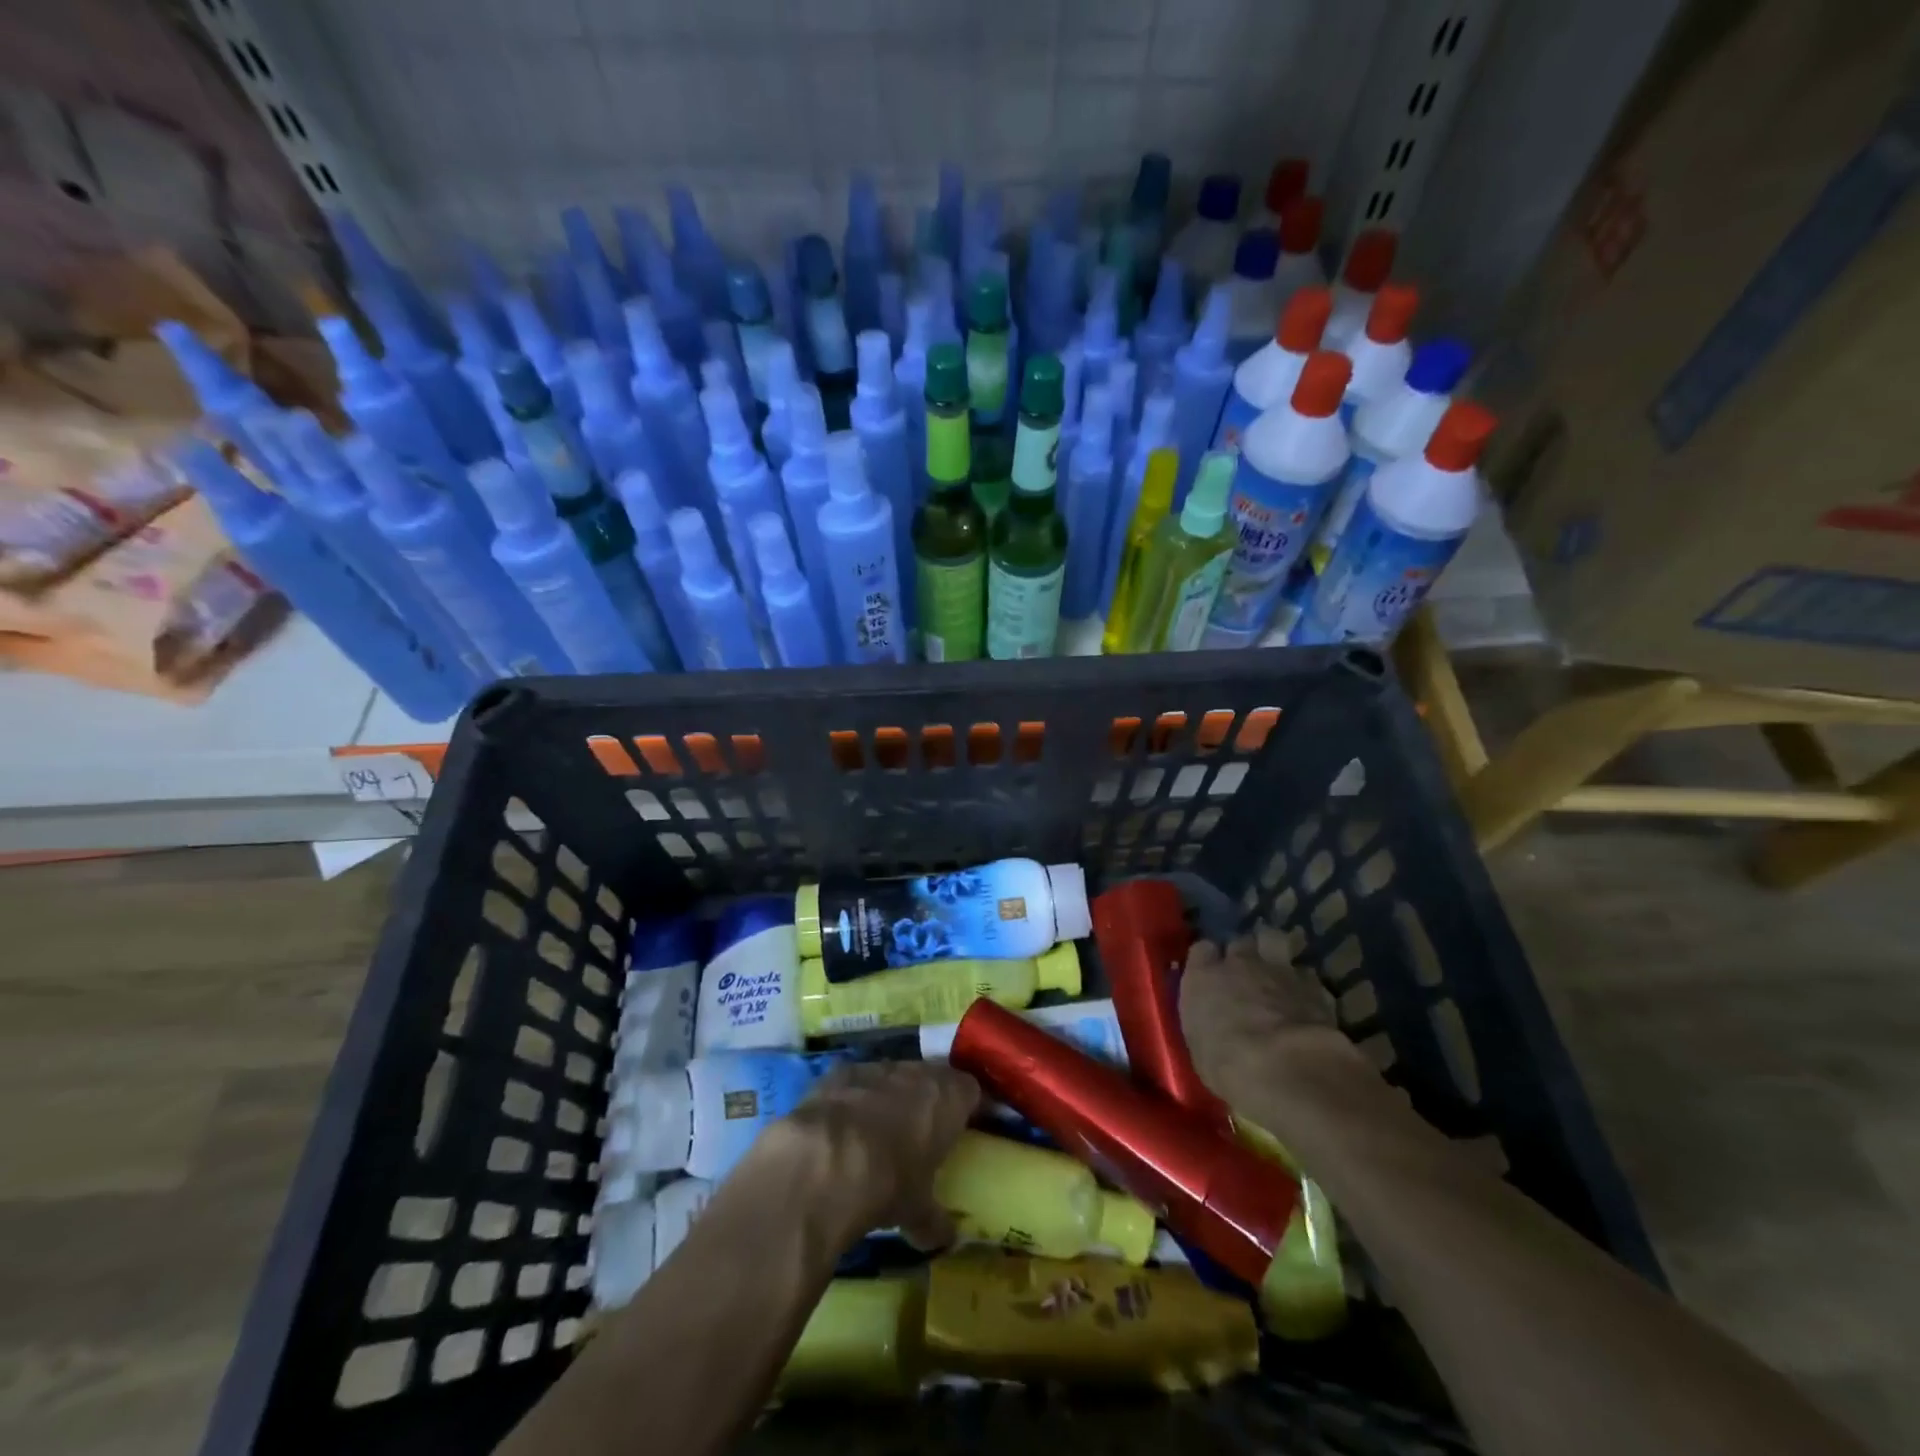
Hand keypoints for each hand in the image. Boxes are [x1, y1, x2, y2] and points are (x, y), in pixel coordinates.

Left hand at [762, 1061, 979, 1247]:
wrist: (824, 1162)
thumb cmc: (888, 1183)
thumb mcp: (917, 1212)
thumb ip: (935, 1220)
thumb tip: (946, 1238)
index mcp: (948, 1099)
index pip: (971, 1090)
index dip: (968, 1107)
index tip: (964, 1128)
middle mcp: (916, 1073)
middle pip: (932, 1077)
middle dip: (928, 1100)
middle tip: (923, 1132)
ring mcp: (876, 1068)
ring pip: (893, 1076)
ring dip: (891, 1097)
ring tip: (880, 1131)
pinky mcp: (839, 1072)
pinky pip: (856, 1082)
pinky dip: (855, 1099)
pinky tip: (844, 1129)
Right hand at [1179, 927, 1366, 1112]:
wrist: (1286, 1068)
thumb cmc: (1228, 1064)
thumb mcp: (1200, 1046)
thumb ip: (1205, 1020)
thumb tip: (1210, 1019)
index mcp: (1204, 976)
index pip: (1202, 950)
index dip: (1208, 960)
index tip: (1210, 974)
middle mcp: (1239, 963)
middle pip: (1240, 941)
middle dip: (1244, 952)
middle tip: (1247, 972)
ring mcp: (1279, 970)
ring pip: (1275, 940)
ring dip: (1275, 951)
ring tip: (1277, 971)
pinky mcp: (1314, 985)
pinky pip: (1306, 973)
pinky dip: (1304, 983)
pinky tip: (1306, 999)